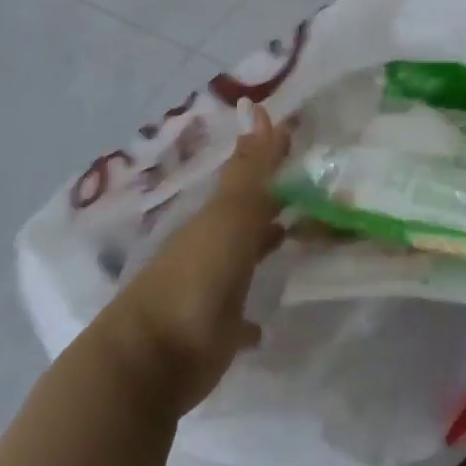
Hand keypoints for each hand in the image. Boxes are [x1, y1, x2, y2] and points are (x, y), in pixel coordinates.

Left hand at [92, 104, 289, 418]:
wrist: (152, 359)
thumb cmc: (196, 277)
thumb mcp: (229, 215)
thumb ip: (250, 168)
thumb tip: (257, 106)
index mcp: (215, 216)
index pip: (249, 177)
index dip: (272, 158)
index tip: (300, 139)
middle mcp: (212, 247)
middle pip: (246, 217)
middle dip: (273, 202)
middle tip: (313, 187)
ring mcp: (211, 291)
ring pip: (243, 260)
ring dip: (264, 247)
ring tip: (301, 236)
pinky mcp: (215, 334)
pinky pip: (239, 319)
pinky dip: (251, 318)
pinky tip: (267, 322)